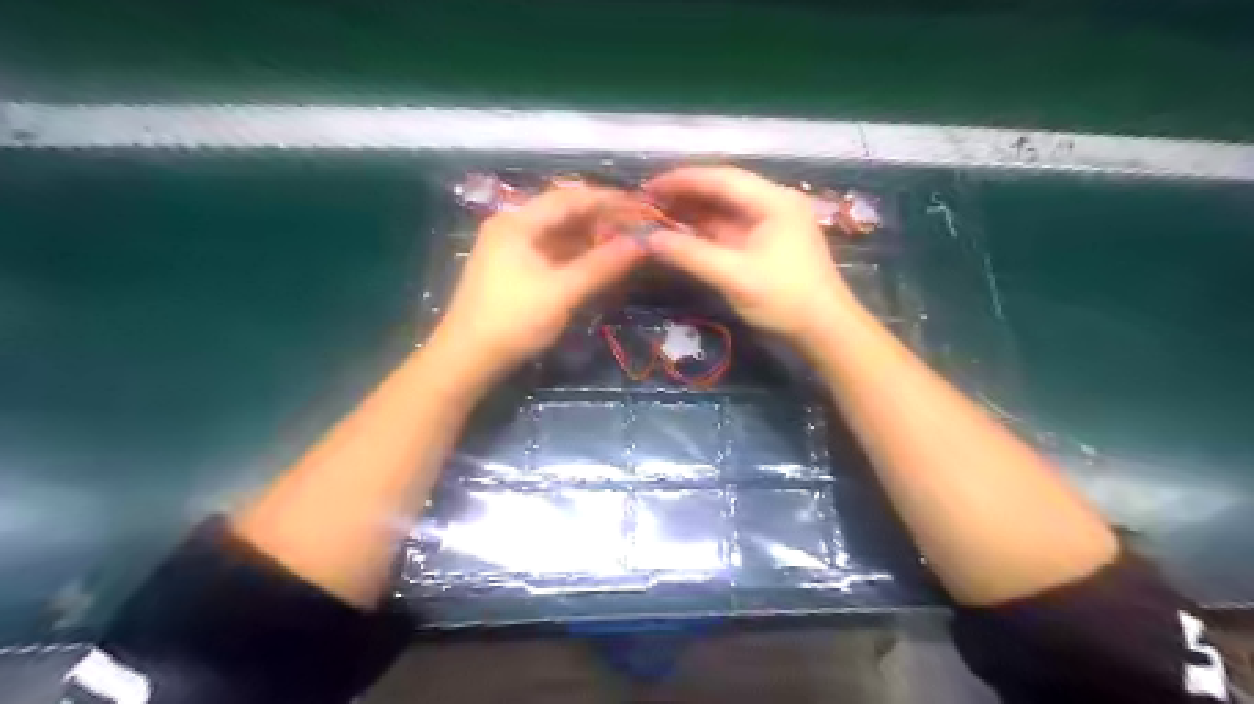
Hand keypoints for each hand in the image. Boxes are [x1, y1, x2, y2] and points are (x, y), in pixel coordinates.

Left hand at [434, 183, 644, 376]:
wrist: (467, 359)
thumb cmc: (514, 320)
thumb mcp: (563, 292)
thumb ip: (602, 265)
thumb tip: (642, 243)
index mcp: (518, 222)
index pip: (571, 198)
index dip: (608, 199)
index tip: (641, 205)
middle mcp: (512, 227)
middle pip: (563, 213)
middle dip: (601, 220)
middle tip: (637, 228)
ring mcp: (510, 249)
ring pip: (558, 234)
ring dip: (589, 238)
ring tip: (623, 245)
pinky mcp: (512, 270)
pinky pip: (550, 252)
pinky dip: (575, 255)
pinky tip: (596, 263)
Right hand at [645, 169, 861, 348]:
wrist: (825, 329)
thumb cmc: (785, 298)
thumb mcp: (735, 276)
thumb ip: (691, 255)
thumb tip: (650, 240)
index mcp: (773, 201)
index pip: (721, 178)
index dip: (682, 180)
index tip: (649, 187)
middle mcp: (774, 203)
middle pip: (723, 190)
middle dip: (686, 195)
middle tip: (649, 202)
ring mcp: (772, 222)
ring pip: (725, 209)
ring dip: (694, 212)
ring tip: (658, 216)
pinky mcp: (768, 242)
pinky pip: (731, 228)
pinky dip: (706, 230)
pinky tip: (683, 233)